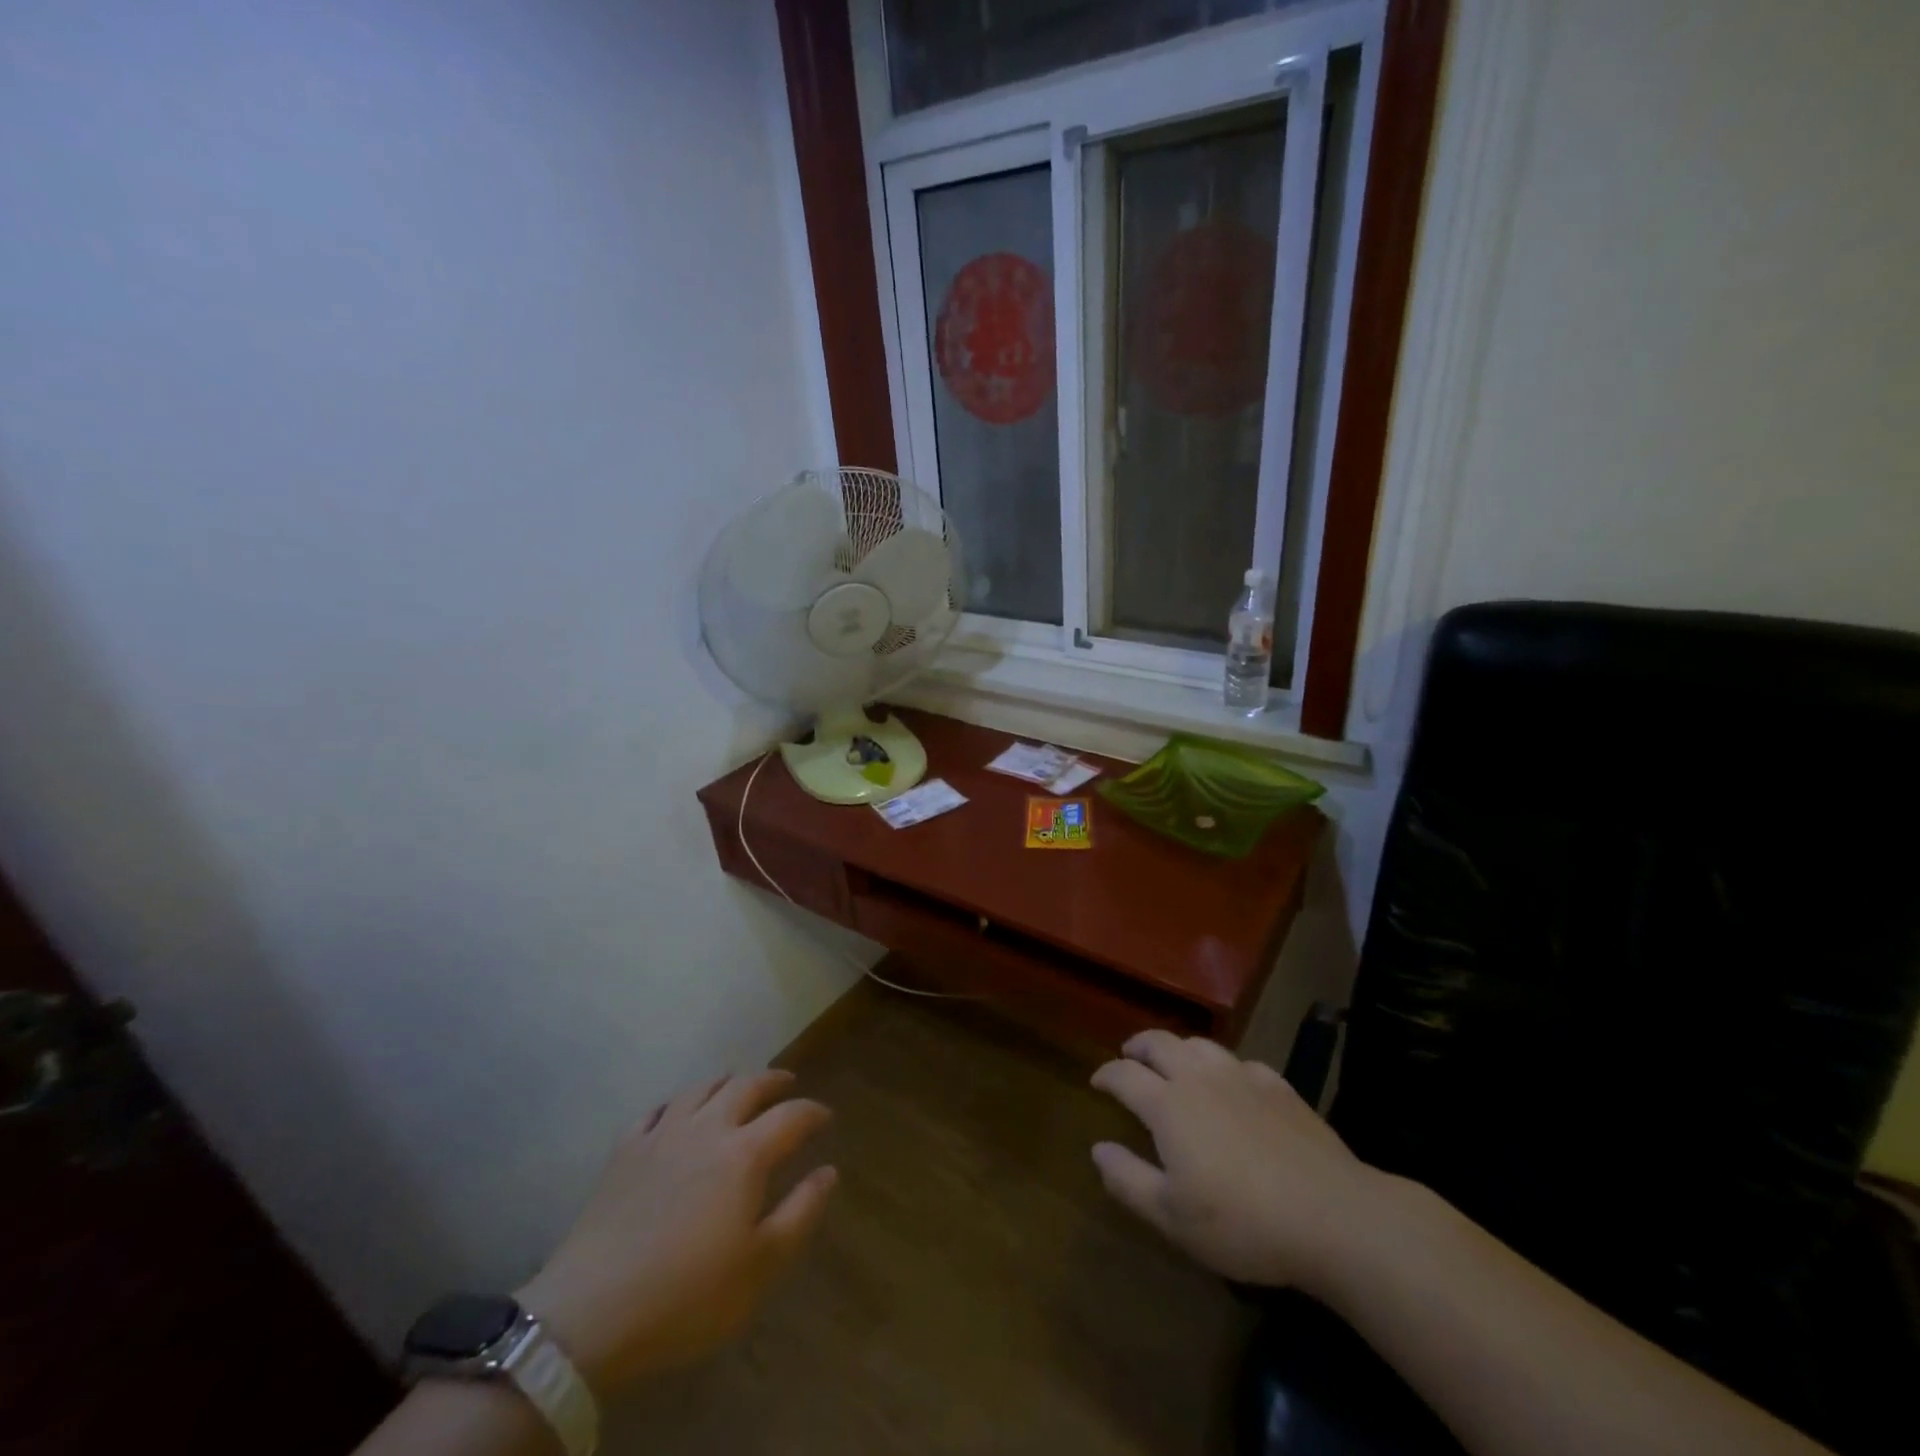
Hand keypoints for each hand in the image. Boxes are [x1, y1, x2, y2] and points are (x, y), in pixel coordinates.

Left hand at [517, 1070, 835, 1397]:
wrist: (591, 1314)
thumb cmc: (687, 1296)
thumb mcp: (760, 1266)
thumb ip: (800, 1213)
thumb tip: (828, 1171)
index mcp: (744, 1154)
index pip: (791, 1116)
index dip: (813, 1112)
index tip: (825, 1118)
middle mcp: (707, 1129)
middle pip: (746, 1086)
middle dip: (772, 1081)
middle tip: (787, 1084)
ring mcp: (661, 1135)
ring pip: (700, 1088)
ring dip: (726, 1081)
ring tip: (737, 1085)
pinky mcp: (624, 1151)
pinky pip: (655, 1110)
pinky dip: (675, 1103)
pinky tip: (676, 1112)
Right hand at [1090, 1030, 1387, 1293]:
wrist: (1334, 1216)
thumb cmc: (1243, 1222)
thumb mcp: (1173, 1217)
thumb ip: (1128, 1179)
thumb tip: (1097, 1149)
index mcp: (1168, 1104)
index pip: (1124, 1075)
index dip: (1106, 1074)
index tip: (1097, 1082)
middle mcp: (1200, 1077)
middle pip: (1159, 1043)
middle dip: (1138, 1047)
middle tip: (1129, 1057)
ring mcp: (1243, 1076)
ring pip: (1200, 1044)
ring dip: (1178, 1048)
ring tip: (1175, 1063)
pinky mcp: (1280, 1086)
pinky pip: (1241, 1063)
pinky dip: (1224, 1068)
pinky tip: (1233, 1085)